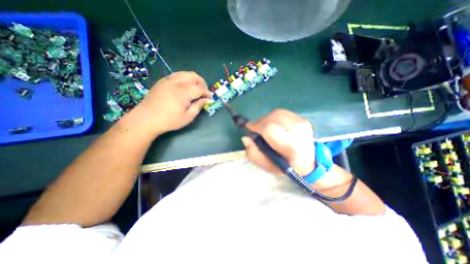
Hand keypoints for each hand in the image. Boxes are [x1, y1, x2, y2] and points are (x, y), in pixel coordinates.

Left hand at [129, 72, 211, 134]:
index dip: (207, 93)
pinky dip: (185, 79)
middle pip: (194, 76)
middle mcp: (176, 82)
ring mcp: (168, 80)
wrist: (146, 119)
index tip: (210, 98)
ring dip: (194, 80)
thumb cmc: (169, 120)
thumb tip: (208, 100)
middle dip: (202, 83)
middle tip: (204, 93)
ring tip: (196, 89)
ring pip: (185, 73)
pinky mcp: (162, 81)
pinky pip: (177, 75)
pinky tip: (185, 88)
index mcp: (183, 92)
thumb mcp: (188, 117)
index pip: (200, 88)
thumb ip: (199, 106)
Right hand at [242, 110, 315, 176]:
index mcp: (291, 146)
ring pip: (276, 113)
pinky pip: (282, 112)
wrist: (310, 162)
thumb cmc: (287, 166)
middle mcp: (298, 131)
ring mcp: (302, 122)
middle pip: (272, 118)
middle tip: (256, 129)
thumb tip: (246, 137)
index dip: (256, 126)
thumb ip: (253, 154)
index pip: (269, 129)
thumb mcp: (267, 166)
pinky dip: (274, 117)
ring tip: (264, 127)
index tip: (249, 128)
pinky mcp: (302, 118)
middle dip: (260, 122)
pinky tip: (274, 125)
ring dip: (266, 119)